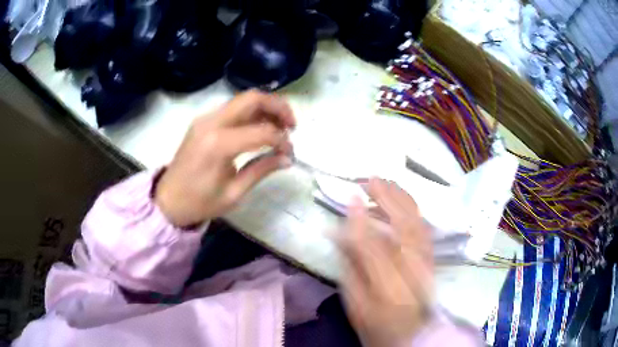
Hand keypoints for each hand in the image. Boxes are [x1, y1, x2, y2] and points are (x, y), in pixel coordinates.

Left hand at [155, 90, 295, 226]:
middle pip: (253, 98)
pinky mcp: (203, 121)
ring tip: (279, 127)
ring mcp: (205, 119)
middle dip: (278, 107)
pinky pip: (232, 108)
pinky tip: (259, 128)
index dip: (282, 140)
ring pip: (243, 100)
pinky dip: (251, 113)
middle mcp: (211, 123)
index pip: (262, 131)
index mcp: (218, 144)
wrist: (168, 200)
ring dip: (265, 108)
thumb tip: (287, 158)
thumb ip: (261, 170)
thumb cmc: (199, 202)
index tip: (290, 153)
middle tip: (292, 126)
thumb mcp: (234, 193)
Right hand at [339, 178, 433, 346]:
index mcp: (389, 288)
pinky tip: (402, 198)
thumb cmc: (379, 327)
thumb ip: (350, 270)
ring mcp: (427, 263)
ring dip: (401, 198)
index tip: (350, 197)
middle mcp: (413, 271)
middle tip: (369, 180)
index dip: (361, 220)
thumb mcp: (356, 306)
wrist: (415, 336)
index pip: (375, 247)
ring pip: (417, 222)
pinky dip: (413, 209)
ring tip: (384, 182)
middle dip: (386, 199)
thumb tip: (339, 234)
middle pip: (403, 227)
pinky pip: (424, 227)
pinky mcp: (432, 259)